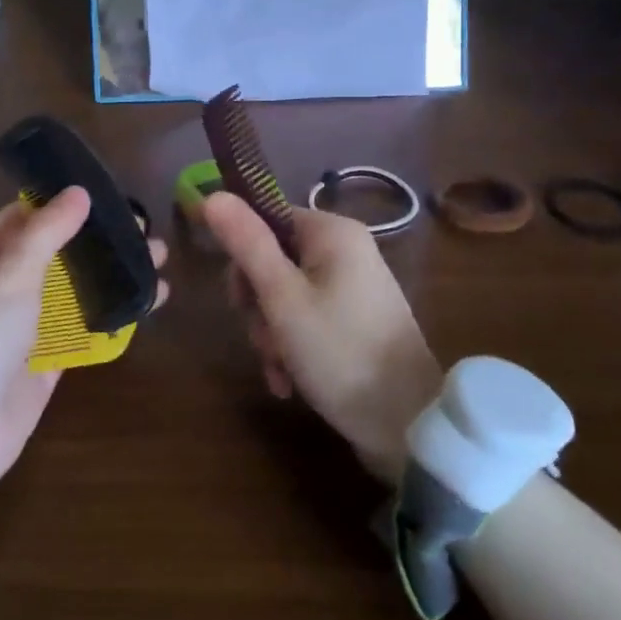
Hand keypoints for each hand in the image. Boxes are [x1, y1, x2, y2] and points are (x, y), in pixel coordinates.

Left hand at [0, 189, 168, 505]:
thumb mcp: (8, 275)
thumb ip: (46, 231)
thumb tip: (79, 191)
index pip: (25, 214)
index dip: (65, 202)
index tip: (111, 194)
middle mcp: (0, 283)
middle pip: (57, 250)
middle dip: (100, 238)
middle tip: (146, 229)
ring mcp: (24, 323)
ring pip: (75, 287)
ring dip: (114, 273)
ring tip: (159, 260)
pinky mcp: (45, 358)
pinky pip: (83, 326)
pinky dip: (113, 313)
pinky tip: (150, 301)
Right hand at [203, 193, 440, 484]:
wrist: (408, 424)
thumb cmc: (340, 352)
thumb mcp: (282, 299)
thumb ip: (247, 244)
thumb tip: (212, 195)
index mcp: (333, 233)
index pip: (266, 220)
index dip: (244, 258)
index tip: (239, 300)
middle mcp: (346, 250)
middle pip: (274, 260)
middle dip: (258, 306)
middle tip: (264, 339)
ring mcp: (354, 286)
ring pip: (286, 295)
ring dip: (272, 333)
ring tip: (279, 370)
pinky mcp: (356, 319)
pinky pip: (308, 318)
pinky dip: (292, 346)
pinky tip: (288, 381)